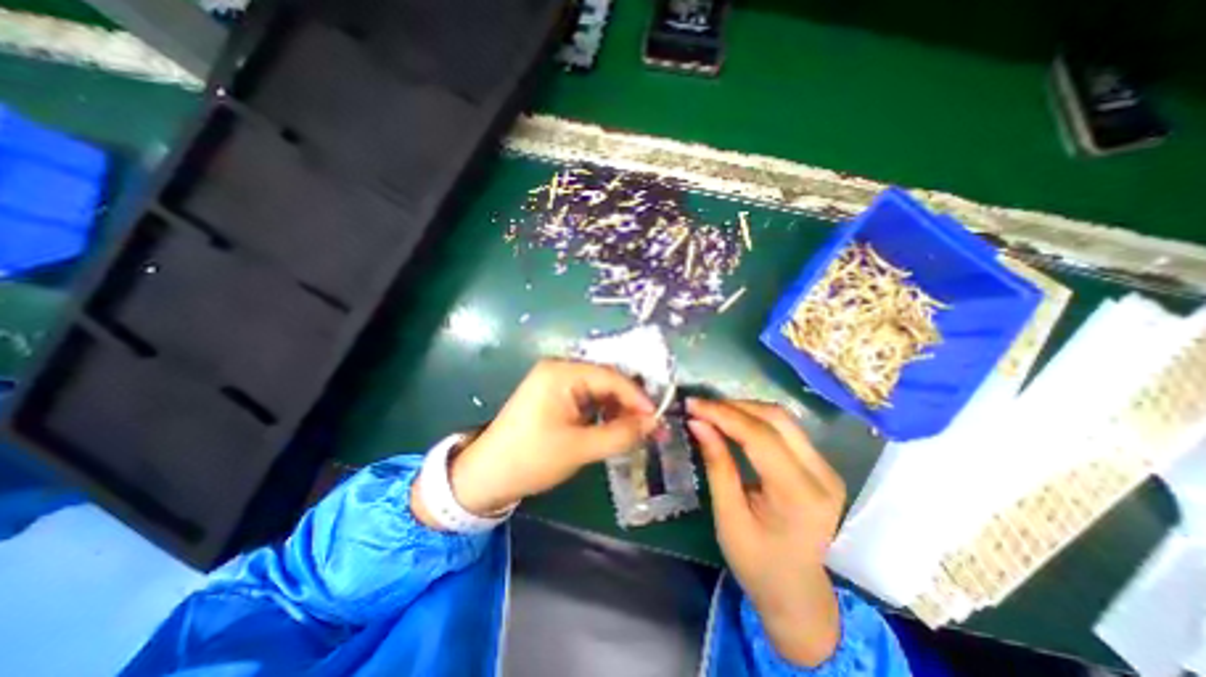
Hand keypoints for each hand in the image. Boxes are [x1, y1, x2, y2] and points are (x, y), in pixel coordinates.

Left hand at [418, 361, 657, 518]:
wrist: (485, 476)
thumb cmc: (531, 458)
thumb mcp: (579, 448)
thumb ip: (620, 434)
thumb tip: (653, 424)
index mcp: (561, 373)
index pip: (610, 377)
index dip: (637, 397)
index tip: (657, 417)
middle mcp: (559, 369)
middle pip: (605, 381)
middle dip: (629, 404)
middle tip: (651, 426)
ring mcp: (555, 382)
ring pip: (598, 391)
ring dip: (618, 409)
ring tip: (637, 430)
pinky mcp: (553, 396)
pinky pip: (586, 399)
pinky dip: (602, 413)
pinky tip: (615, 427)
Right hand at [688, 397, 845, 666]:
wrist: (797, 593)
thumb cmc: (757, 563)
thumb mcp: (728, 516)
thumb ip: (716, 464)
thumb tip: (697, 423)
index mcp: (799, 495)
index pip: (760, 436)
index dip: (723, 414)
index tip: (692, 405)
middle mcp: (822, 475)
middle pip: (776, 418)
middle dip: (733, 407)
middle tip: (700, 407)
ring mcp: (826, 468)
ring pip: (782, 418)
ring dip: (744, 409)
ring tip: (712, 412)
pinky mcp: (821, 466)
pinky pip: (786, 429)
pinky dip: (755, 420)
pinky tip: (733, 422)